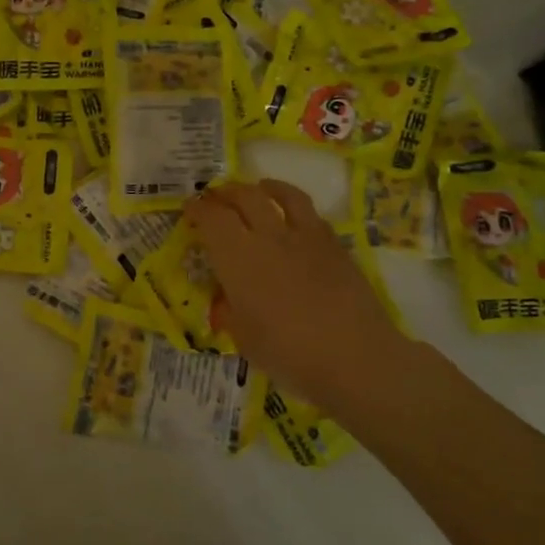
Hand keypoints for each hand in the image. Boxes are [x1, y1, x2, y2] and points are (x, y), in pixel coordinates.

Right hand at [186, 178, 401, 404]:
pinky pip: (311, 214)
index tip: (189, 209)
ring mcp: (306, 237)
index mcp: (238, 258)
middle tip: (215, 197)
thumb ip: (230, 311)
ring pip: (283, 195)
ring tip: (258, 188)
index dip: (198, 209)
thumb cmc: (288, 352)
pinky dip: (295, 207)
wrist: (354, 356)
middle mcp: (269, 237)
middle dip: (225, 193)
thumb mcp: (243, 338)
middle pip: (245, 197)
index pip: (212, 219)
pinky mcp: (335, 246)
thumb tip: (226, 299)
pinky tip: (294, 217)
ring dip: (264, 187)